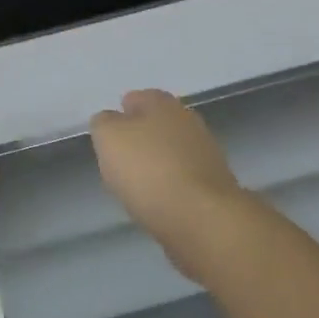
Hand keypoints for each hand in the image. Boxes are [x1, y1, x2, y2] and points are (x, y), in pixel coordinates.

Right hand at [90, 89, 249, 278]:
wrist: (201, 219)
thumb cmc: (148, 169)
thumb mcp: (107, 137)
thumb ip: (103, 123)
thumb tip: (110, 122)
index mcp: (162, 102)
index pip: (135, 98)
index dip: (119, 116)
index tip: (107, 138)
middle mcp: (188, 120)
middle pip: (155, 125)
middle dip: (139, 140)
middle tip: (119, 161)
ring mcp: (206, 153)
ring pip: (170, 152)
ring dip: (155, 164)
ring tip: (136, 187)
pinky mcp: (215, 185)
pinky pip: (182, 179)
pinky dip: (170, 187)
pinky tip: (157, 202)